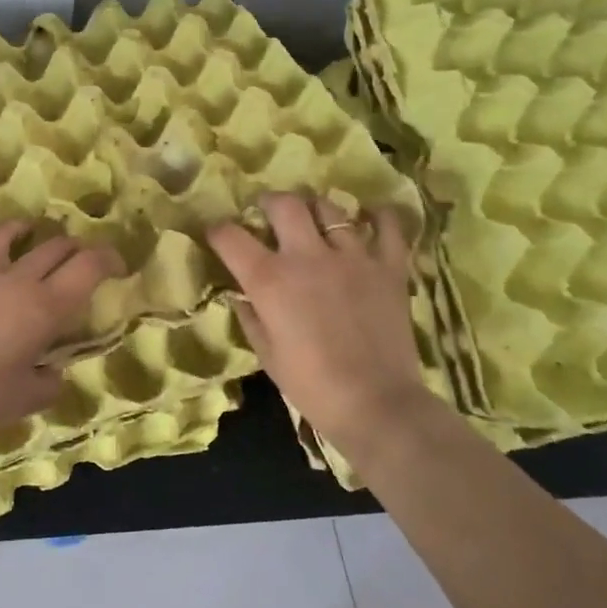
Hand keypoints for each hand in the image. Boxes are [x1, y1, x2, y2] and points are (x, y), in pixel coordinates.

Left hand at [0, 220, 122, 444]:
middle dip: (72, 247)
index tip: (115, 265)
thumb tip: (52, 371)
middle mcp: (12, 277)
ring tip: (24, 230)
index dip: (108, 258)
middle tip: (75, 256)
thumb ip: (50, 381)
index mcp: (43, 306)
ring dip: (20, 230)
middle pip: (53, 246)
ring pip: (2, 233)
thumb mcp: (27, 400)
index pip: (89, 266)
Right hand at [208, 193, 431, 455]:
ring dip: (316, 209)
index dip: (218, 231)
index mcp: (269, 279)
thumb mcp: (266, 354)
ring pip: (330, 208)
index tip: (218, 235)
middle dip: (270, 203)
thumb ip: (249, 315)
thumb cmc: (311, 385)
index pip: (231, 237)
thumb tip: (240, 293)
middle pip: (284, 204)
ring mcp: (352, 257)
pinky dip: (379, 217)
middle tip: (269, 213)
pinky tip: (371, 217)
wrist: (376, 405)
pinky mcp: (388, 267)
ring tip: (314, 219)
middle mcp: (307, 256)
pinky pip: (387, 227)